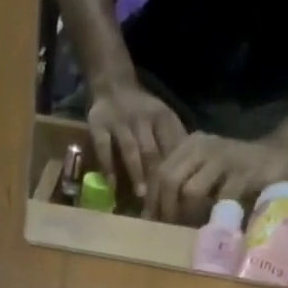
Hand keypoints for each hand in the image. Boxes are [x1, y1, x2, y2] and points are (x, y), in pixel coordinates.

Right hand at [87, 81, 186, 204]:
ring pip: (130, 149)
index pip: (171, 145)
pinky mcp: (99, 125)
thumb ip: (174, 141)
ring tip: (140, 196)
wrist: (113, 85)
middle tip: (160, 202)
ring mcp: (119, 121)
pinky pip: (104, 148)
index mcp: (162, 117)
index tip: (178, 193)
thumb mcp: (163, 119)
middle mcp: (142, 117)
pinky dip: (108, 167)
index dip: (175, 170)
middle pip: (151, 150)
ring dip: (136, 173)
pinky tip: (112, 186)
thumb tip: (189, 173)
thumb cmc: (143, 111)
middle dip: (156, 177)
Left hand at [147, 133, 287, 224]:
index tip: (153, 225)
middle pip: (169, 179)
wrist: (279, 155)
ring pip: (190, 190)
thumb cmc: (235, 173)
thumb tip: (149, 216)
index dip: (152, 202)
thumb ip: (179, 188)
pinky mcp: (244, 172)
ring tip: (193, 227)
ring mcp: (224, 157)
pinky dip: (216, 216)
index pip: (158, 173)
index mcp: (189, 145)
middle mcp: (203, 146)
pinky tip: (217, 224)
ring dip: (188, 215)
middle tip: (171, 230)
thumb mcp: (203, 174)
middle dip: (166, 210)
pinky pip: (220, 199)